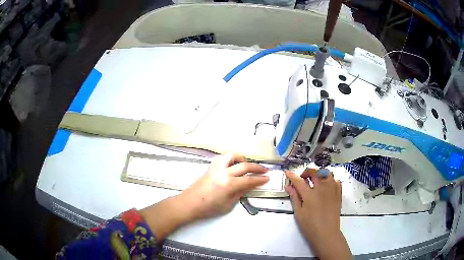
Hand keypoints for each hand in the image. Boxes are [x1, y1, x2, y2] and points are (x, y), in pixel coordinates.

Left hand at [140, 153, 268, 239]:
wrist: (189, 203)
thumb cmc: (209, 208)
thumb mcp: (228, 205)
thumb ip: (239, 193)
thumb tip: (248, 186)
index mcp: (229, 184)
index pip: (249, 180)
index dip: (260, 179)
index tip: (268, 178)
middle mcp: (224, 172)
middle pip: (244, 166)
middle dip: (257, 168)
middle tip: (265, 170)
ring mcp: (216, 167)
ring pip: (232, 156)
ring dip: (243, 159)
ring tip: (247, 165)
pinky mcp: (210, 167)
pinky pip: (223, 158)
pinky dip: (231, 159)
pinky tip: (233, 165)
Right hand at [285, 169, 351, 258]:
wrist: (327, 233)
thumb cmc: (310, 225)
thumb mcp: (299, 213)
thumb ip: (294, 197)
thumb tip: (289, 187)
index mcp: (310, 194)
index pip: (299, 181)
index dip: (292, 176)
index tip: (287, 173)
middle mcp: (322, 188)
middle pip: (315, 172)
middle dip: (307, 172)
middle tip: (302, 179)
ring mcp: (332, 189)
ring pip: (326, 173)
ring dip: (319, 174)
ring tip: (315, 181)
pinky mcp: (338, 193)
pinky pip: (335, 180)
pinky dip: (330, 180)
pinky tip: (326, 187)